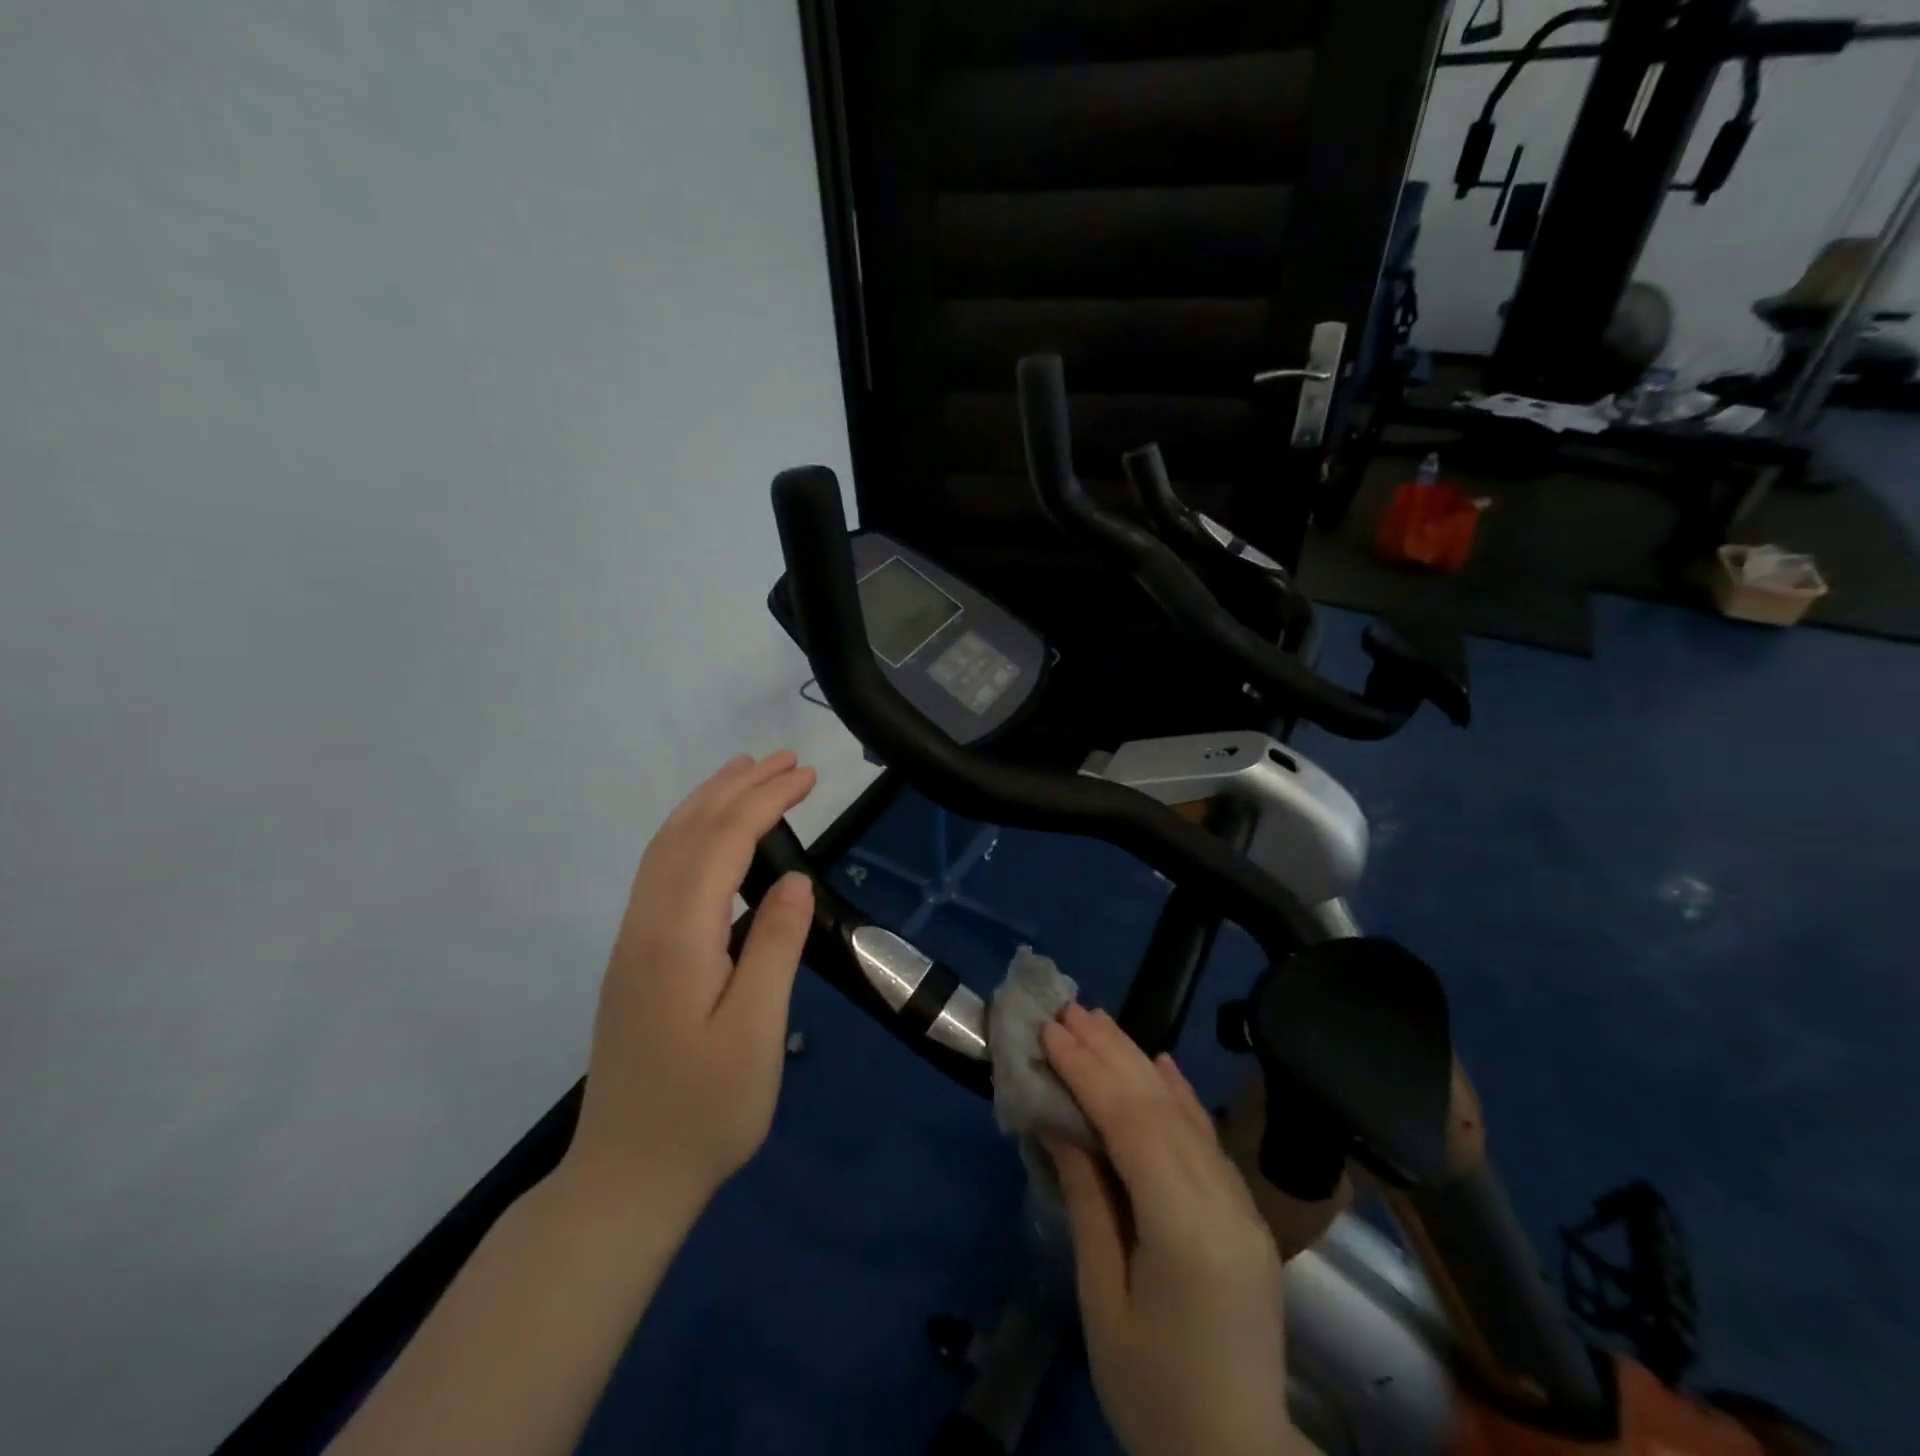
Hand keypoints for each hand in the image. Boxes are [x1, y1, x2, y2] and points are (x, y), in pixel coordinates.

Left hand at [565, 752, 816, 1222]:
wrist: (627, 1178)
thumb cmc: (706, 1111)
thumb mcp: (755, 1033)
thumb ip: (773, 947)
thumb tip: (795, 880)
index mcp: (678, 939)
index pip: (722, 844)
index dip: (765, 801)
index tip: (807, 776)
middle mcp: (646, 926)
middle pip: (688, 832)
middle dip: (737, 787)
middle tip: (786, 761)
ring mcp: (632, 941)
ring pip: (665, 848)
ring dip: (708, 802)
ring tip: (745, 773)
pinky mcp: (634, 958)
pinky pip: (659, 871)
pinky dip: (689, 833)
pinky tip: (710, 836)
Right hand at [1043, 1006, 1299, 1455]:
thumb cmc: (1153, 1393)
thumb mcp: (1103, 1301)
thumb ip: (1088, 1202)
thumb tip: (1060, 1123)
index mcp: (1184, 1229)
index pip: (1132, 1125)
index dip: (1088, 1071)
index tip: (1051, 1032)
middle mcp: (1221, 1202)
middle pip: (1159, 1106)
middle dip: (1109, 1052)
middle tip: (1068, 1011)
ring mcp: (1240, 1205)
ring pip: (1184, 1112)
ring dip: (1138, 1060)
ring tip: (1100, 1021)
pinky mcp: (1245, 1212)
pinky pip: (1208, 1138)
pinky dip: (1180, 1093)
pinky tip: (1160, 1060)